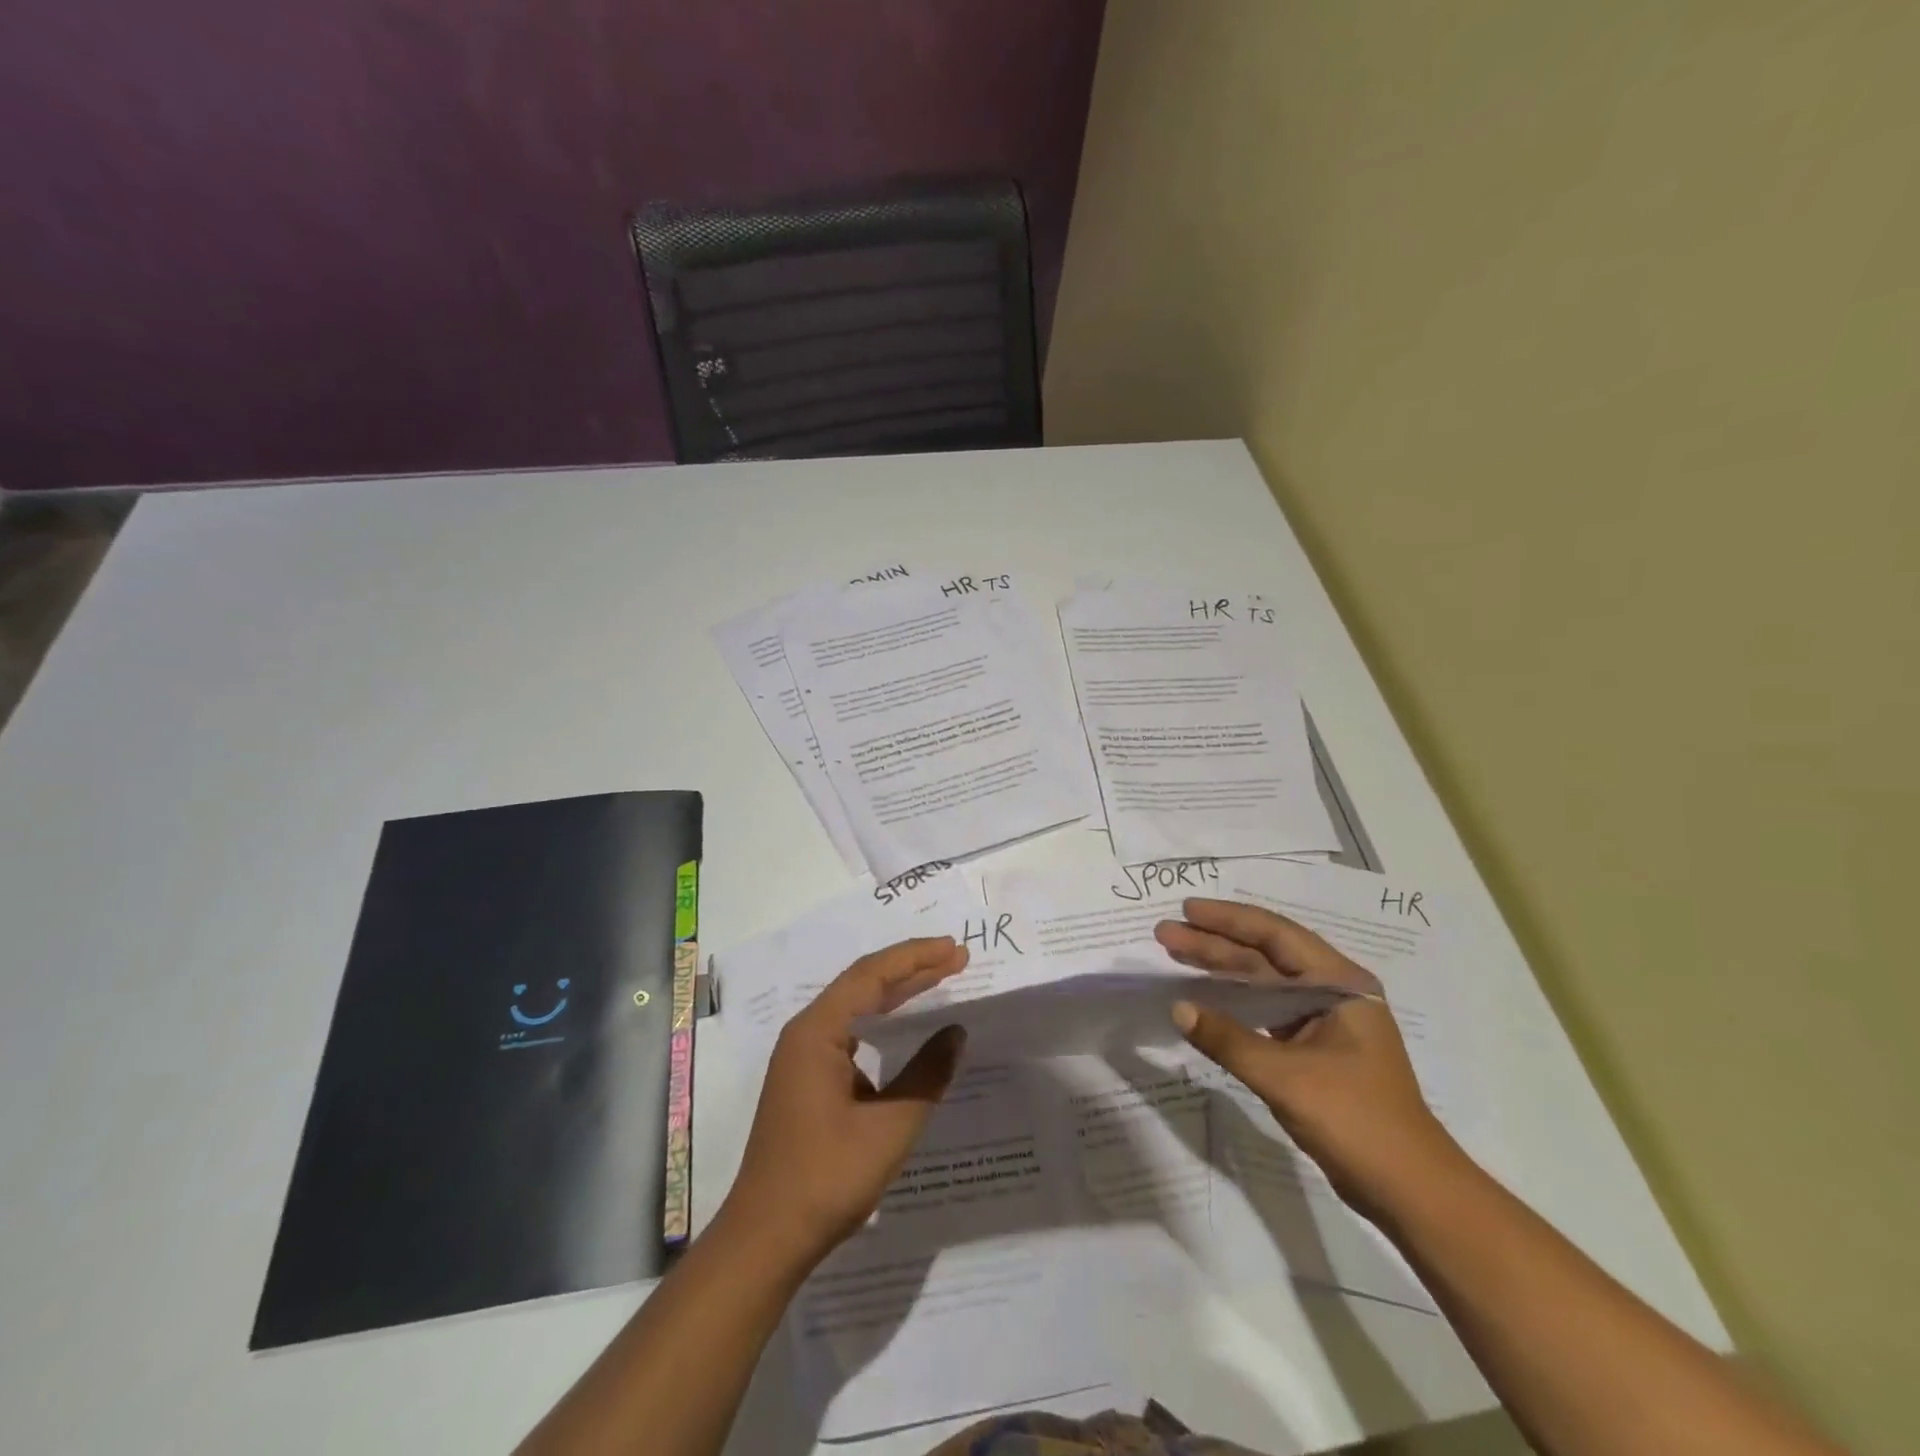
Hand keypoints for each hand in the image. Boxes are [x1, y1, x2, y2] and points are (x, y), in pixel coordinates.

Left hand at [719, 936, 969, 1266]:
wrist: (766, 1238)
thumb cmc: (827, 1178)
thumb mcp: (890, 1126)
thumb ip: (927, 1074)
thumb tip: (956, 1033)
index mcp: (817, 1032)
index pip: (871, 975)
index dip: (915, 957)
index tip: (953, 949)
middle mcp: (806, 1033)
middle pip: (863, 984)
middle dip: (910, 968)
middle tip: (955, 958)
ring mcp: (802, 1057)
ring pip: (855, 1008)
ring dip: (897, 993)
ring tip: (938, 979)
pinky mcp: (806, 1079)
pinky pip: (849, 1033)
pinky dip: (881, 1022)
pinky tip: (903, 1028)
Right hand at [1154, 897, 1464, 1217]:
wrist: (1410, 1191)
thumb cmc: (1355, 1120)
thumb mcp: (1285, 1077)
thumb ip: (1228, 1039)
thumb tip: (1177, 1008)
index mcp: (1340, 984)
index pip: (1276, 935)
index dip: (1228, 919)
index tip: (1186, 910)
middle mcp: (1333, 993)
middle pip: (1265, 956)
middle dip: (1214, 943)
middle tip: (1165, 933)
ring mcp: (1324, 1023)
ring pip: (1263, 983)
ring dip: (1220, 970)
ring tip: (1174, 955)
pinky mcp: (1314, 1050)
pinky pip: (1266, 1012)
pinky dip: (1234, 1003)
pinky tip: (1204, 1000)